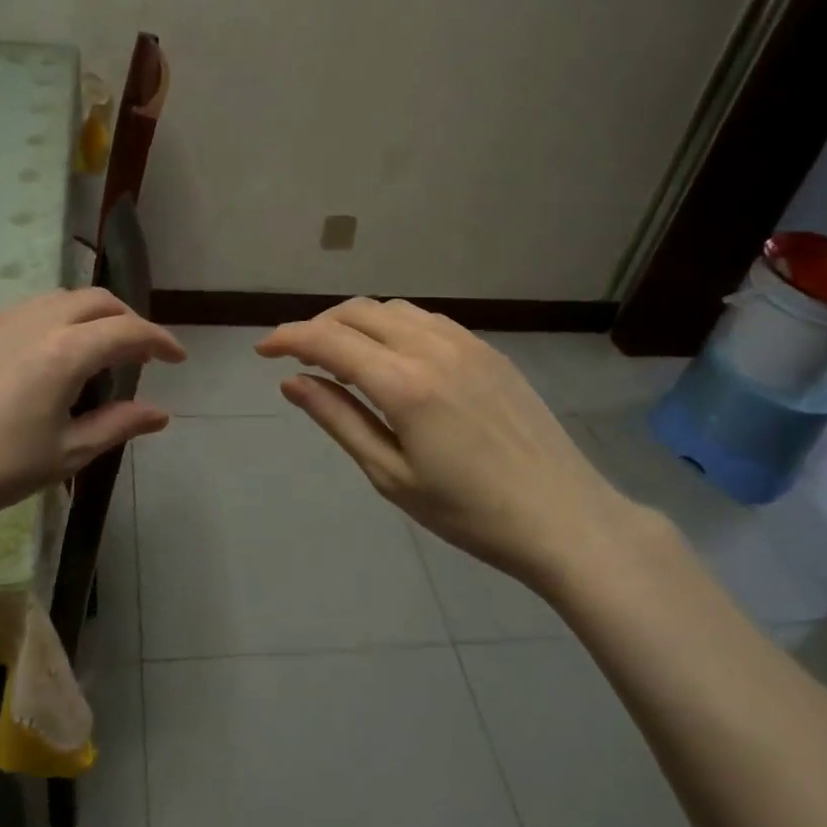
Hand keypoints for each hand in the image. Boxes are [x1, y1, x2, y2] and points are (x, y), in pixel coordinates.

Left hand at [0, 288, 184, 534]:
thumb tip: (160, 413)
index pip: (128, 331)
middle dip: (128, 319)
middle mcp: (36, 322)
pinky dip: (54, 320)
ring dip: (90, 315)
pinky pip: (26, 310)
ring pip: (60, 299)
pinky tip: (47, 354)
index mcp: (65, 352)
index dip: (159, 341)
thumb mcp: (67, 454)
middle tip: (141, 352)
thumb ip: (118, 425)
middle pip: (97, 301)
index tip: (177, 358)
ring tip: (98, 350)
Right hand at [255, 298, 639, 583]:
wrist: (564, 517)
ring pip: (392, 309)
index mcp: (403, 382)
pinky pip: (426, 319)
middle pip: (357, 312)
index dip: (288, 338)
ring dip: (356, 321)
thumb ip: (338, 420)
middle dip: (318, 325)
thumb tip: (292, 382)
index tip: (262, 350)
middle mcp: (431, 346)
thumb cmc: (469, 512)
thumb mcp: (391, 475)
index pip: (328, 340)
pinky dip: (393, 325)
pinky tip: (392, 356)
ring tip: (341, 355)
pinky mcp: (488, 349)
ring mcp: (465, 342)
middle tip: (297, 356)